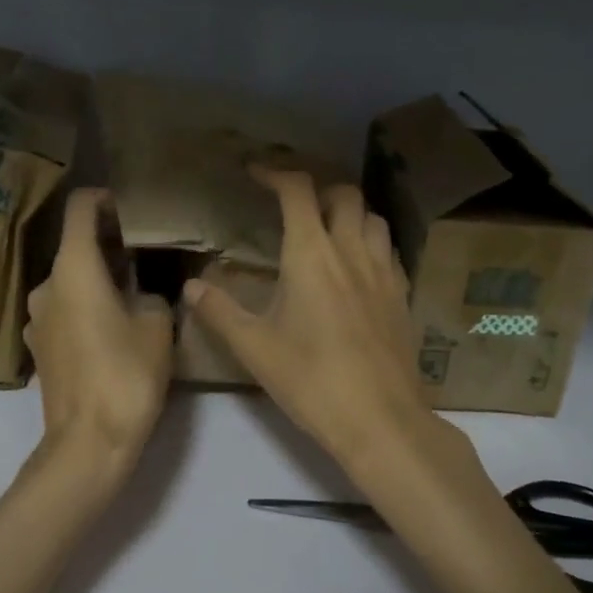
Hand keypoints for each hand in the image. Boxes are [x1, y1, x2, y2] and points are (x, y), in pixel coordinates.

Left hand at [24, 188, 173, 486]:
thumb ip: (155, 295)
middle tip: (145, 254)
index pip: (80, 208)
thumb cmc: (126, 375)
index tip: (130, 209)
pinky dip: (85, 307)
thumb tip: (148, 294)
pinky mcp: (38, 347)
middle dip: (109, 245)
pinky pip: (63, 311)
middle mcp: (46, 285)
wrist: (87, 444)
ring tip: (133, 293)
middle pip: (75, 246)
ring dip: (97, 279)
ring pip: (69, 282)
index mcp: (73, 268)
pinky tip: (112, 328)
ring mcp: (36, 318)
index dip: (104, 199)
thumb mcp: (158, 326)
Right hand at [184, 169, 431, 471]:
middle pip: (343, 193)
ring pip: (372, 217)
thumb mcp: (255, 348)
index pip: (297, 191)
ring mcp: (383, 271)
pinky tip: (357, 267)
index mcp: (311, 254)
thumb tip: (190, 287)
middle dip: (317, 188)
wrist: (381, 420)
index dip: (275, 172)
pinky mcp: (402, 295)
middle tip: (293, 204)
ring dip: (349, 212)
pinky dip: (370, 241)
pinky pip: (388, 249)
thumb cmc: (311, 380)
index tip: (254, 172)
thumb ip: (219, 312)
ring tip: (328, 230)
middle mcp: (351, 250)